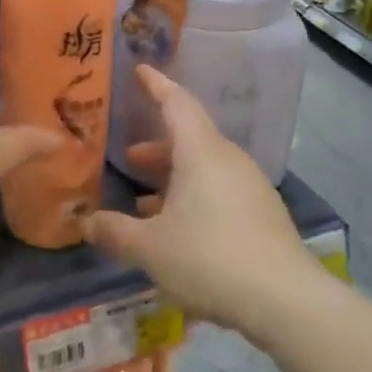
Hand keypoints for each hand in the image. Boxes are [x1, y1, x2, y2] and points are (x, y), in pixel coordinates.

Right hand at [86, 67, 320, 340]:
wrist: (286, 301)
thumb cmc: (209, 258)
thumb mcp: (150, 248)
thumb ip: (115, 231)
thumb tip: (85, 222)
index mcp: (201, 152)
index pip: (177, 103)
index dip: (156, 85)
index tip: (140, 70)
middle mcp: (228, 161)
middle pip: (189, 139)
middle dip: (157, 147)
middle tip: (128, 158)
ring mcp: (250, 187)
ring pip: (204, 168)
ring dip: (173, 178)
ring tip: (144, 202)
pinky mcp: (262, 215)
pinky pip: (220, 191)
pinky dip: (193, 197)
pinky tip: (176, 230)